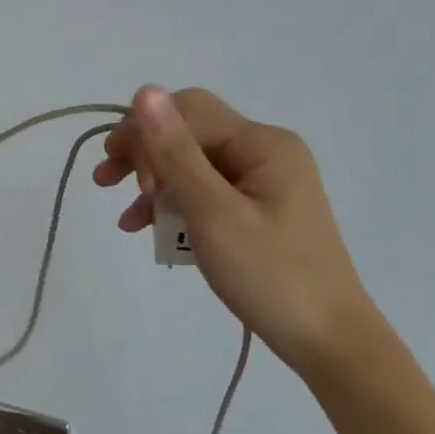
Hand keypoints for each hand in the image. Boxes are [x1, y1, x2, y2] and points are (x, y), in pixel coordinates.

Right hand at [93, 85, 373, 372]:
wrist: (329, 342)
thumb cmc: (270, 275)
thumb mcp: (213, 212)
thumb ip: (176, 152)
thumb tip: (144, 91)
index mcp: (262, 143)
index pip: (187, 112)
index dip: (144, 136)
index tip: (119, 179)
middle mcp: (265, 151)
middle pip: (189, 131)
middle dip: (144, 153)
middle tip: (105, 181)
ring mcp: (264, 181)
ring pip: (193, 163)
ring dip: (154, 182)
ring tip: (126, 215)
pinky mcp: (258, 209)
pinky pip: (206, 191)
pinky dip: (176, 204)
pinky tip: (149, 228)